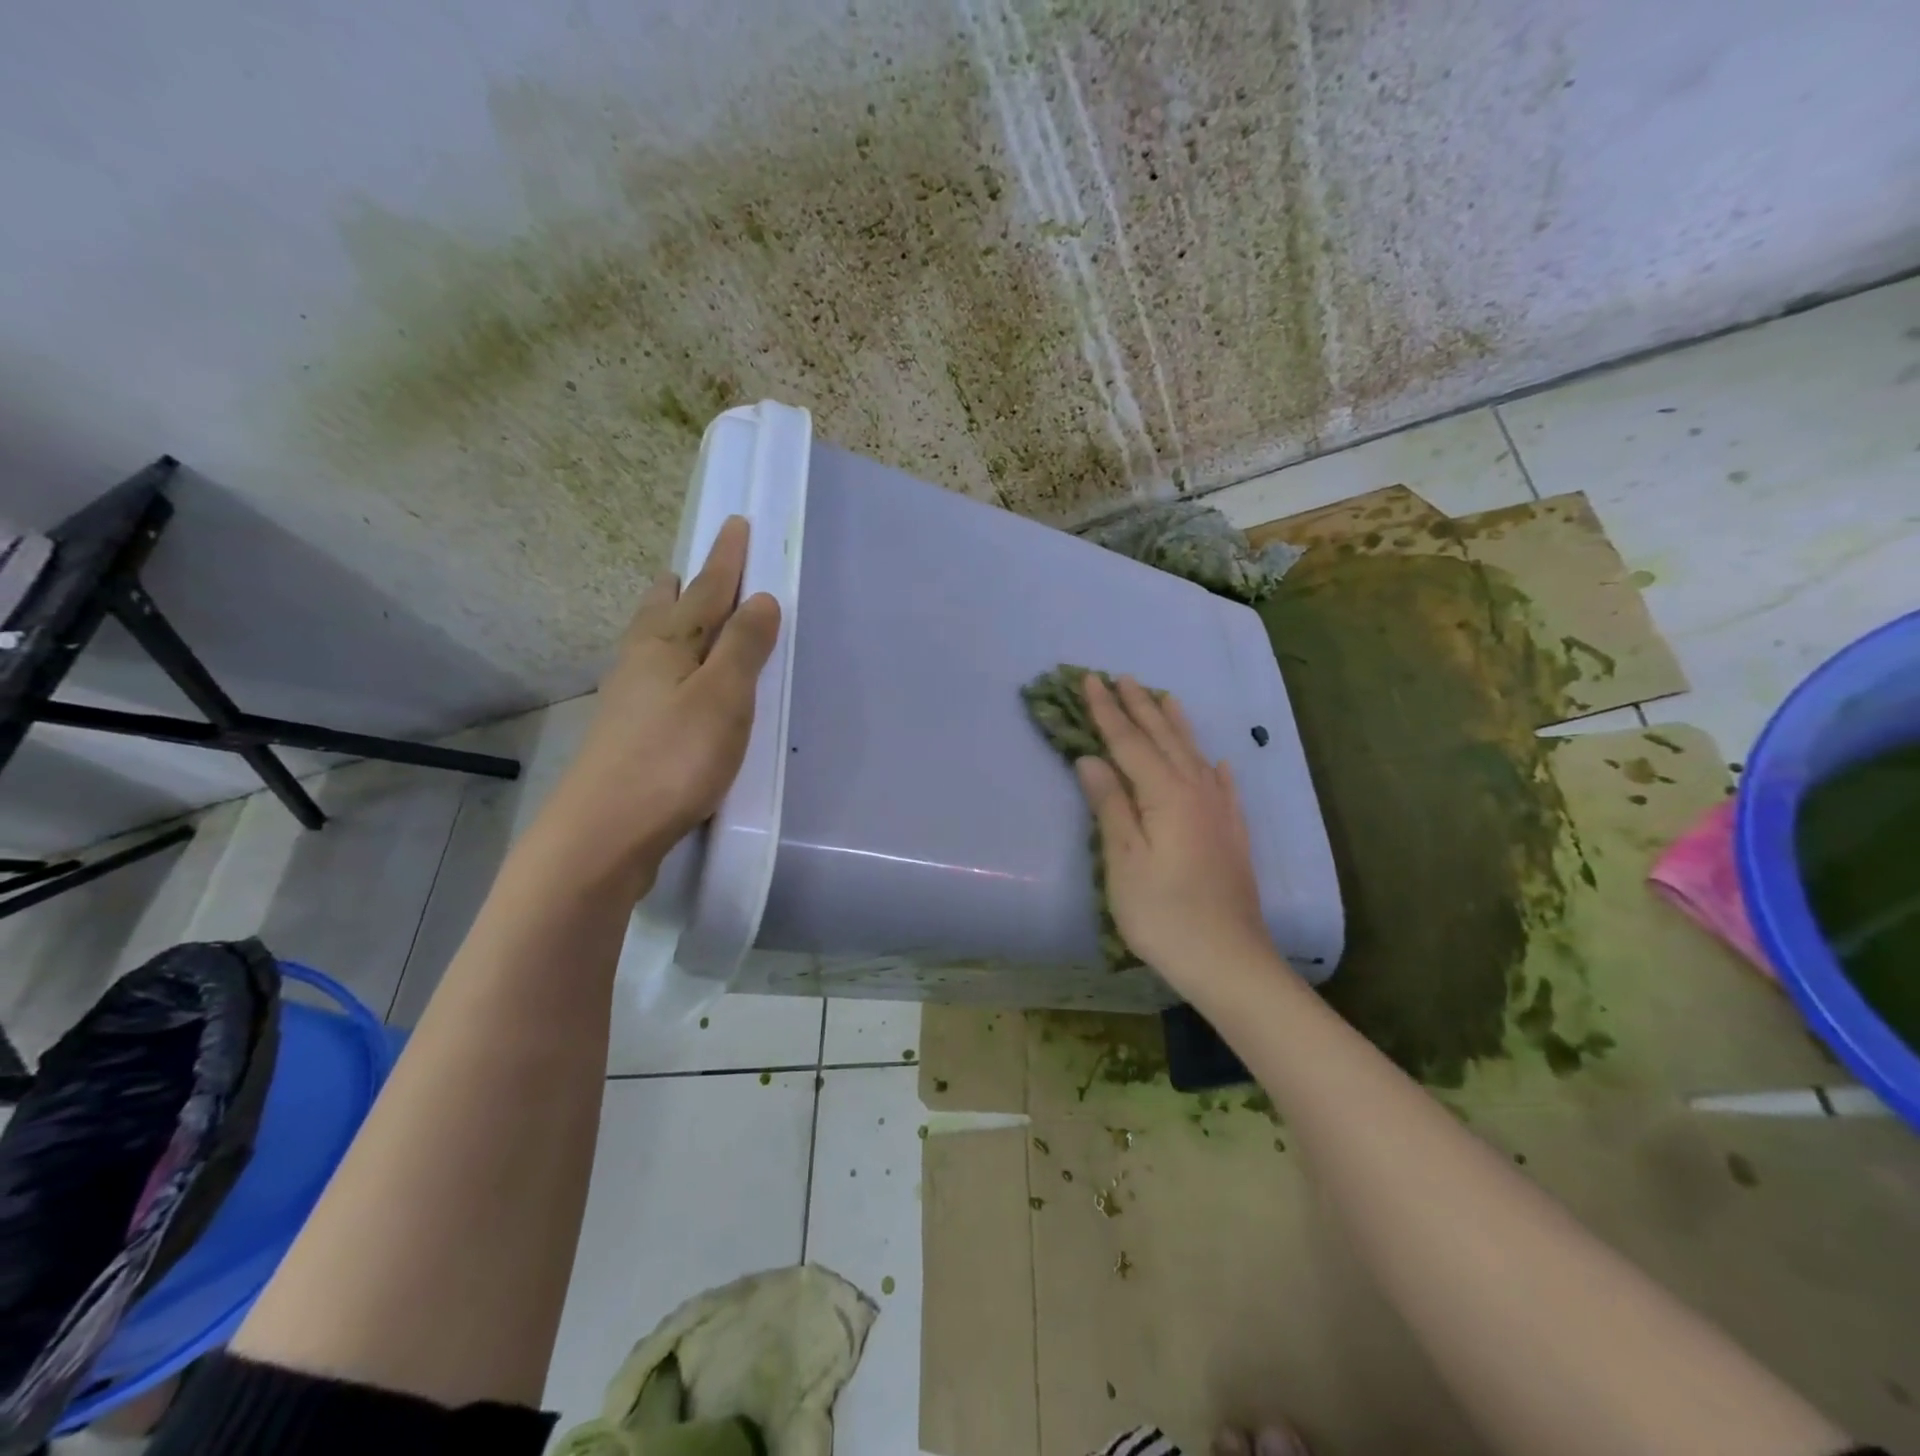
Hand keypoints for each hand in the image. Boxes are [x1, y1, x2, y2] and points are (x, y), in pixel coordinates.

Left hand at [539, 516, 780, 895]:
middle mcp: (641, 662)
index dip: (726, 560)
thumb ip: (743, 648)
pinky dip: (665, 660)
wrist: (605, 831)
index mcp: (667, 645)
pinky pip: (650, 676)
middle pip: (664, 611)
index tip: (736, 524)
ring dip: (667, 619)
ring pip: (651, 643)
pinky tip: (667, 680)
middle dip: (684, 586)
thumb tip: (761, 599)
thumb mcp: (722, 699)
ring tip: (674, 609)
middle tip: (690, 568)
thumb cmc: (673, 758)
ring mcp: (628, 699)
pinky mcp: (625, 734)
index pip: (706, 590)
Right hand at [1074, 675, 1275, 991]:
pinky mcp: (1232, 834)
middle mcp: (1197, 791)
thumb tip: (1091, 759)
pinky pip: (1223, 785)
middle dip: (1139, 707)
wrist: (1229, 960)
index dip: (1107, 711)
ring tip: (1164, 698)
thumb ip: (1110, 805)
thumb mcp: (1124, 861)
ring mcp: (1220, 812)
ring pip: (1194, 754)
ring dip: (1175, 725)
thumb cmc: (1164, 914)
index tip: (1089, 679)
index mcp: (1166, 794)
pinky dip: (1214, 766)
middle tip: (1121, 676)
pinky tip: (1218, 761)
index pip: (1129, 742)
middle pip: (1163, 739)